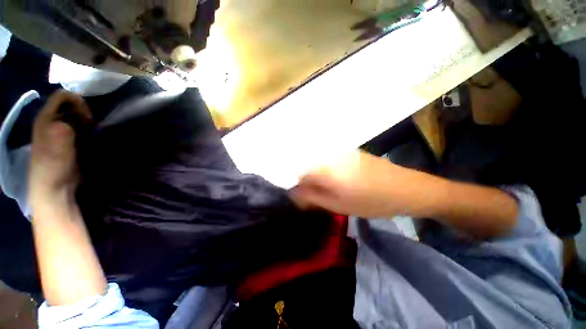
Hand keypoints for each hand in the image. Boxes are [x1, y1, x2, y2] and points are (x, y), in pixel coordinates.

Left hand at [29, 91, 90, 203]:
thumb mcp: (59, 142)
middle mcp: (51, 122)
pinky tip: (90, 139)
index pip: (62, 96)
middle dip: (84, 113)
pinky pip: (78, 129)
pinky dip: (87, 131)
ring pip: (75, 118)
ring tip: (93, 133)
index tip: (88, 116)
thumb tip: (81, 118)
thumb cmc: (54, 165)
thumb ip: (66, 125)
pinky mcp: (67, 143)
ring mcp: (58, 133)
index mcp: (45, 118)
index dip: (77, 101)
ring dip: (86, 123)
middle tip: (92, 126)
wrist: (54, 188)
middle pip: (70, 106)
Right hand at [292, 150, 413, 217]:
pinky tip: (337, 178)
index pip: (299, 174)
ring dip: (317, 174)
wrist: (406, 188)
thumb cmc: (371, 201)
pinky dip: (327, 168)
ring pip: (318, 162)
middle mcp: (330, 155)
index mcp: (325, 169)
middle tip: (316, 194)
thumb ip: (313, 197)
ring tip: (327, 187)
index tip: (303, 197)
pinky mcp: (350, 151)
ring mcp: (341, 151)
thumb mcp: (339, 205)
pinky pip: (330, 159)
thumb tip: (295, 192)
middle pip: (307, 166)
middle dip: (307, 180)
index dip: (298, 186)